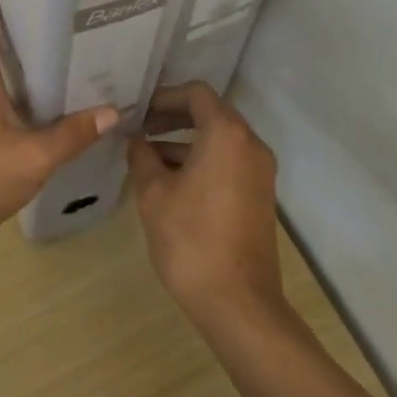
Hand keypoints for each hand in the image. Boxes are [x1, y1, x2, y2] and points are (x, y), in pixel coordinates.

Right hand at [127, 82, 284, 325]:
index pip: (196, 93)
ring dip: (184, 141)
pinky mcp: (259, 195)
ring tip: (146, 157)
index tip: (138, 111)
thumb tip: (136, 140)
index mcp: (226, 134)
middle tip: (139, 129)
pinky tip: (170, 181)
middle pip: (210, 113)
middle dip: (173, 117)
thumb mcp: (153, 193)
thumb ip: (142, 156)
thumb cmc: (191, 239)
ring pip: (219, 139)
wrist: (238, 303)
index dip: (164, 96)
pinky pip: (228, 162)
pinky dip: (201, 160)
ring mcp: (259, 171)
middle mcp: (249, 144)